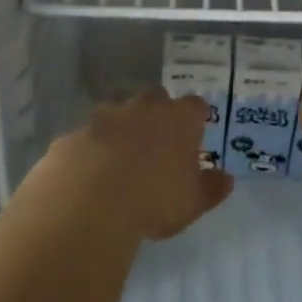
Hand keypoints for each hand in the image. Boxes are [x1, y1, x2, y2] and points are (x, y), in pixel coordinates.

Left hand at [38, 88, 233, 240]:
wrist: (88, 202)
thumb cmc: (154, 200)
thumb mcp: (192, 203)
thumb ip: (211, 188)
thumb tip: (226, 178)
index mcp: (179, 119)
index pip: (195, 106)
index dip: (196, 118)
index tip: (196, 132)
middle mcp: (143, 107)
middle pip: (156, 99)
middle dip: (158, 114)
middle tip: (158, 143)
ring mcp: (105, 116)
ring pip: (119, 112)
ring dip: (123, 128)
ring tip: (122, 159)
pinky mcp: (75, 133)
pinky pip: (89, 136)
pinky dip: (93, 148)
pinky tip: (91, 173)